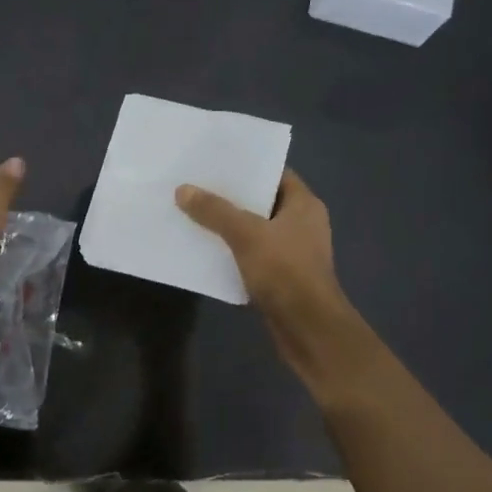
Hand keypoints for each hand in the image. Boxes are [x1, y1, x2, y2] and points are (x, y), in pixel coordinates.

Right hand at [176, 170, 357, 377]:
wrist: (308, 328)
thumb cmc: (285, 271)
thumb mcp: (246, 235)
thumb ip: (215, 211)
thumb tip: (183, 189)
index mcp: (304, 205)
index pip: (275, 174)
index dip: (247, 167)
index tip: (214, 163)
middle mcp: (302, 224)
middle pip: (262, 202)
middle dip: (230, 197)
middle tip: (196, 186)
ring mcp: (292, 252)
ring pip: (255, 231)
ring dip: (228, 226)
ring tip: (193, 214)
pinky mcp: (281, 277)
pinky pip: (252, 256)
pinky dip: (232, 252)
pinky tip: (205, 250)